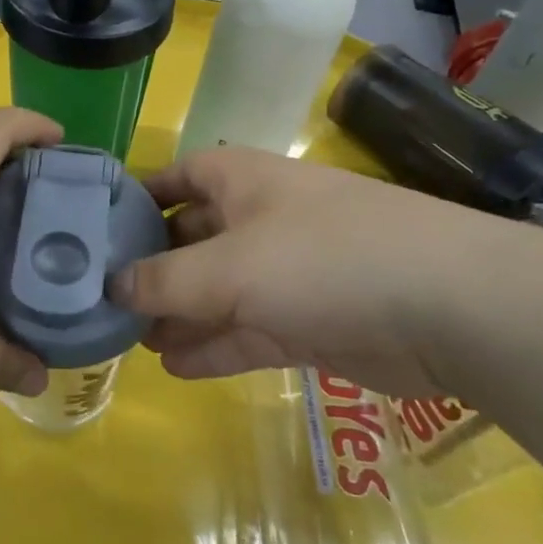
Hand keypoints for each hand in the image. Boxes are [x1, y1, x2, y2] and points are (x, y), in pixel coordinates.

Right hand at [114, 148, 496, 396]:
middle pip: (192, 238)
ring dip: (179, 314)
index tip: (95, 231)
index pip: (176, 177)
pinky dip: (214, 346)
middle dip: (152, 269)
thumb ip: (163, 281)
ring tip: (133, 341)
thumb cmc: (321, 258)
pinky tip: (175, 366)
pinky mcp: (309, 320)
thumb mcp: (228, 268)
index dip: (137, 199)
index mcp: (241, 180)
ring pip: (217, 290)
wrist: (447, 307)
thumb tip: (110, 286)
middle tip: (104, 302)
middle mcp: (260, 218)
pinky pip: (247, 330)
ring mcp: (287, 271)